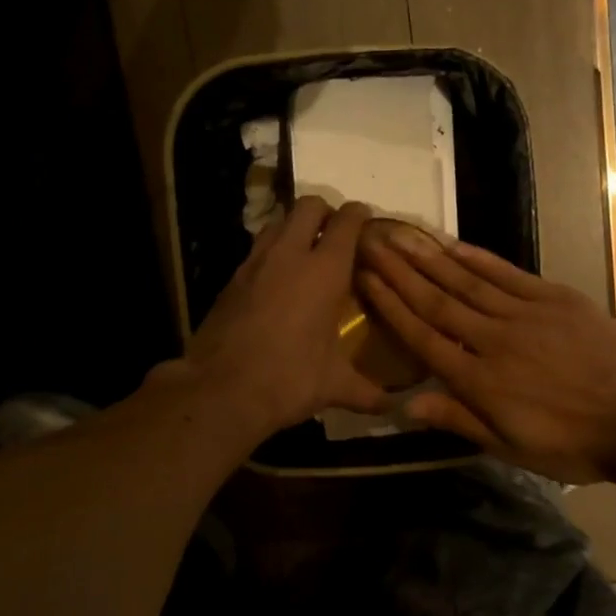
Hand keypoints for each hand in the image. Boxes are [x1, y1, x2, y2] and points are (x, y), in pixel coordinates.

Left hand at [167, 197, 388, 439]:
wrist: (220, 390)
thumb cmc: (288, 380)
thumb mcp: (334, 386)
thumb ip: (368, 393)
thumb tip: (395, 409)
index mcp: (324, 271)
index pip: (346, 222)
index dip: (359, 215)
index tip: (366, 221)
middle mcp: (289, 255)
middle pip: (307, 206)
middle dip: (324, 211)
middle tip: (335, 235)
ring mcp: (254, 264)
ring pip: (277, 223)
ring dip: (294, 228)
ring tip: (306, 254)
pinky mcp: (230, 280)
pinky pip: (256, 251)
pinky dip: (271, 254)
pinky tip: (276, 283)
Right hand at [356, 225, 615, 483]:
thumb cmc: (571, 443)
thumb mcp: (509, 446)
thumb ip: (457, 420)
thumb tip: (405, 405)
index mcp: (478, 381)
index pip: (422, 336)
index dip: (389, 306)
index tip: (364, 278)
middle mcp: (492, 340)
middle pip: (436, 300)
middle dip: (398, 271)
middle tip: (369, 242)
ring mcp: (524, 314)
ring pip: (466, 281)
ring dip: (428, 256)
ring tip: (398, 234)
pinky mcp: (553, 298)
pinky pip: (506, 273)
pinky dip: (476, 256)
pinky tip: (451, 243)